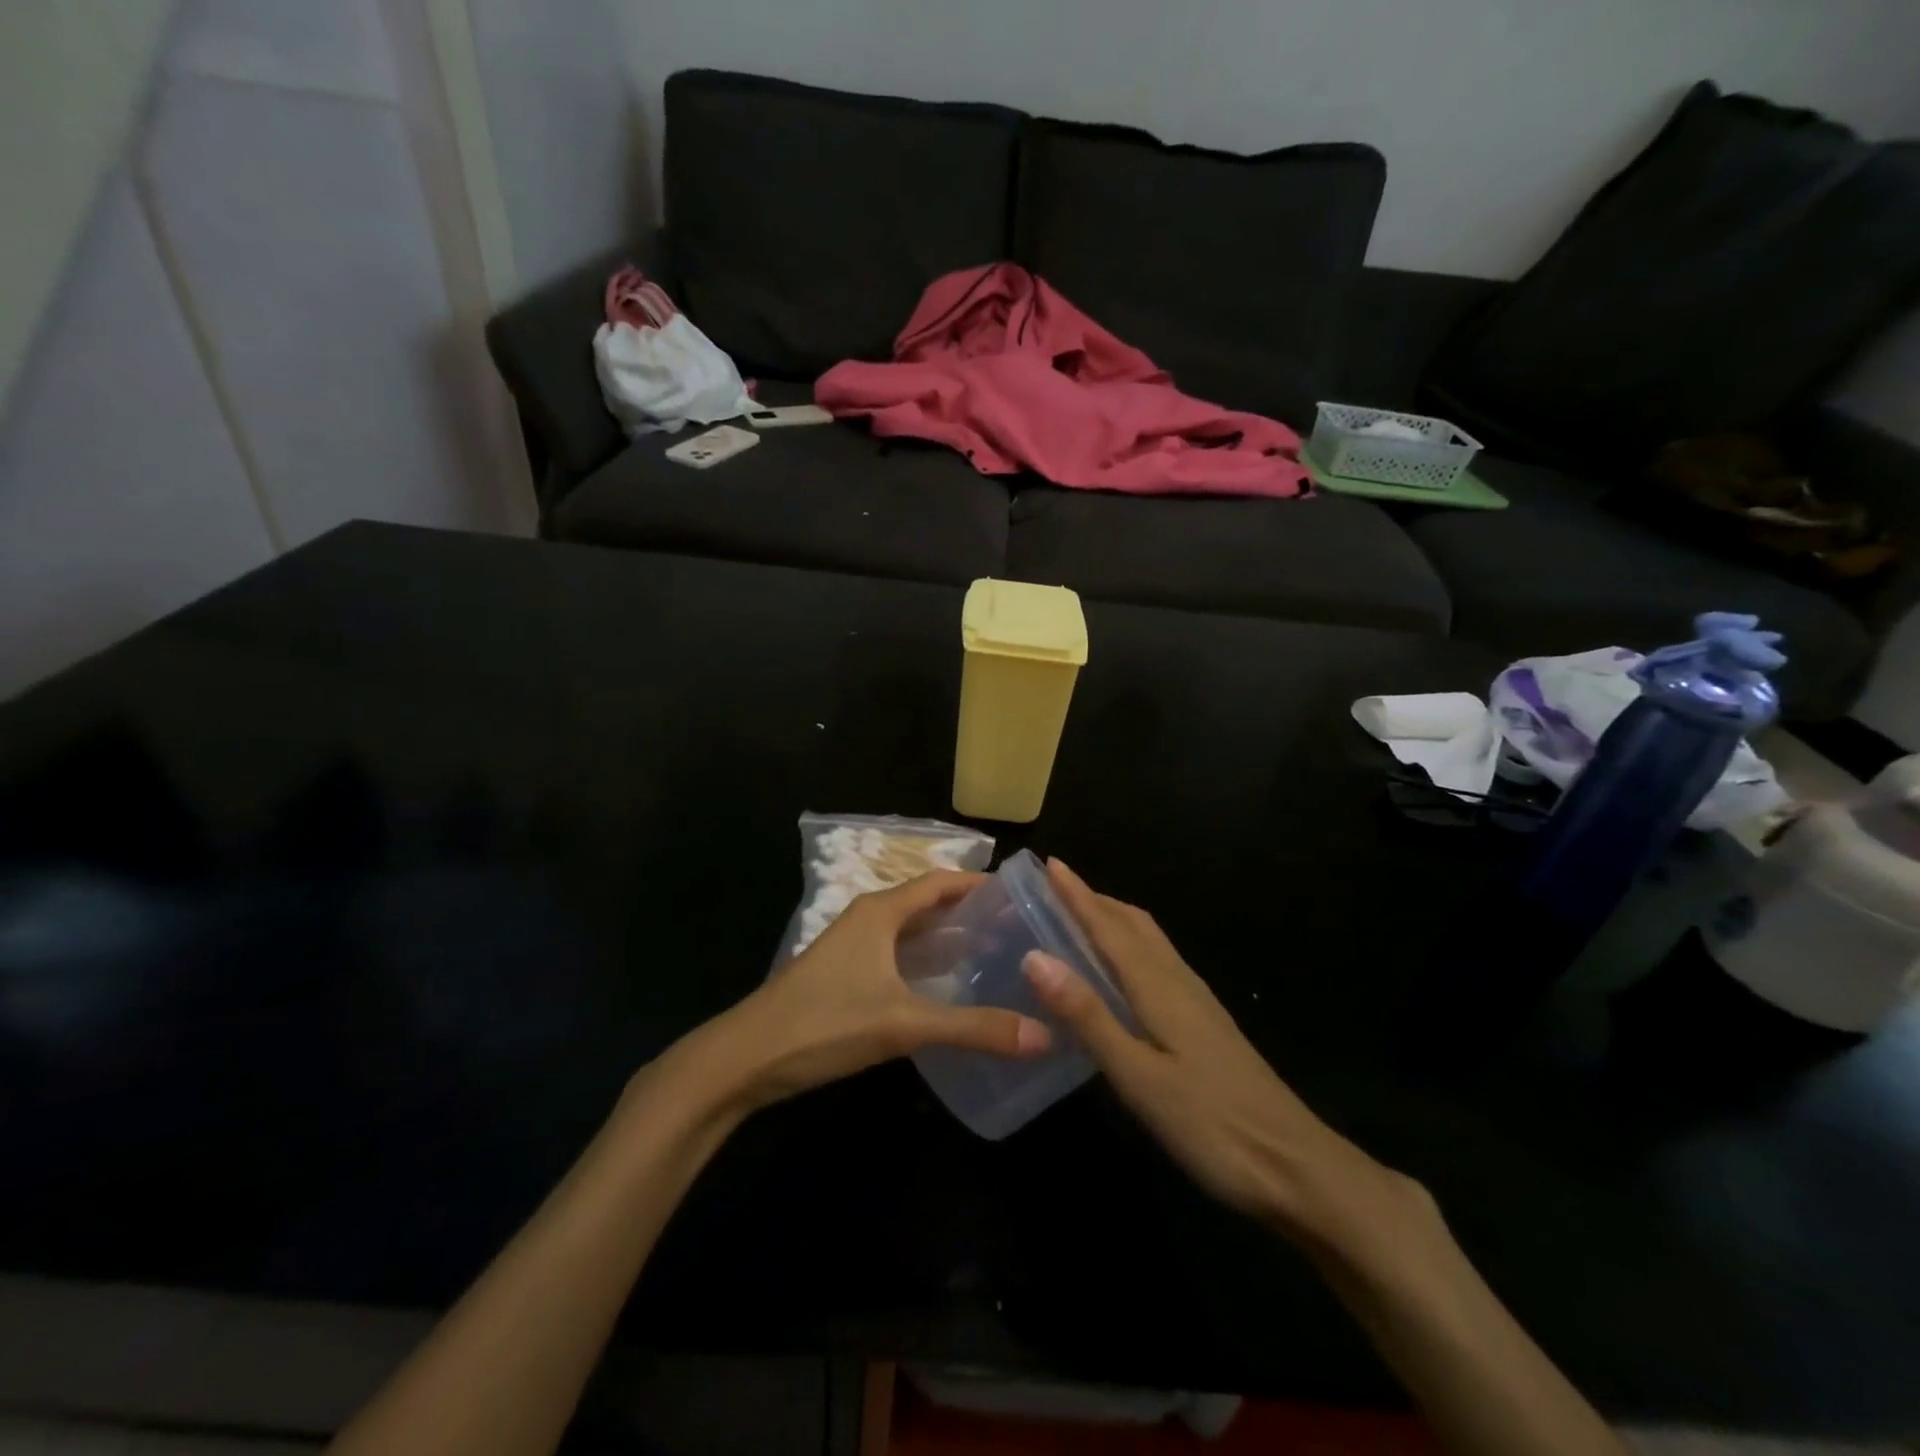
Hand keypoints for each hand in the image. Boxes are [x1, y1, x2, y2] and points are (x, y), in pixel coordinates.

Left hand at [699, 870, 1050, 1111]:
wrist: (746, 1058)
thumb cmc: (824, 1023)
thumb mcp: (904, 1024)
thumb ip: (973, 1028)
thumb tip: (1043, 1034)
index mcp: (881, 911)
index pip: (940, 881)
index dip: (980, 882)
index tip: (1022, 895)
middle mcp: (868, 919)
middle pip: (927, 902)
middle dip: (970, 911)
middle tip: (1019, 929)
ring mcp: (853, 947)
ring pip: (911, 931)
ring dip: (948, 937)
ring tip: (995, 953)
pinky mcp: (845, 974)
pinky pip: (898, 955)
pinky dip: (927, 961)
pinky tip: (949, 986)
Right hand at [1022, 860, 1426, 1254]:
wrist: (1293, 1165)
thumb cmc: (1209, 1123)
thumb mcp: (1137, 1075)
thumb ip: (1087, 1015)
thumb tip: (1036, 956)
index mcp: (1158, 986)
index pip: (1108, 927)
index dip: (1077, 895)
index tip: (1051, 863)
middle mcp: (1177, 981)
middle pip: (1132, 924)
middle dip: (1094, 899)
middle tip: (1056, 887)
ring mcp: (1196, 1000)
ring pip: (1149, 941)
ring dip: (1113, 918)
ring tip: (1081, 917)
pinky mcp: (1205, 1022)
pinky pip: (1159, 961)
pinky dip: (1130, 946)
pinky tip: (1122, 970)